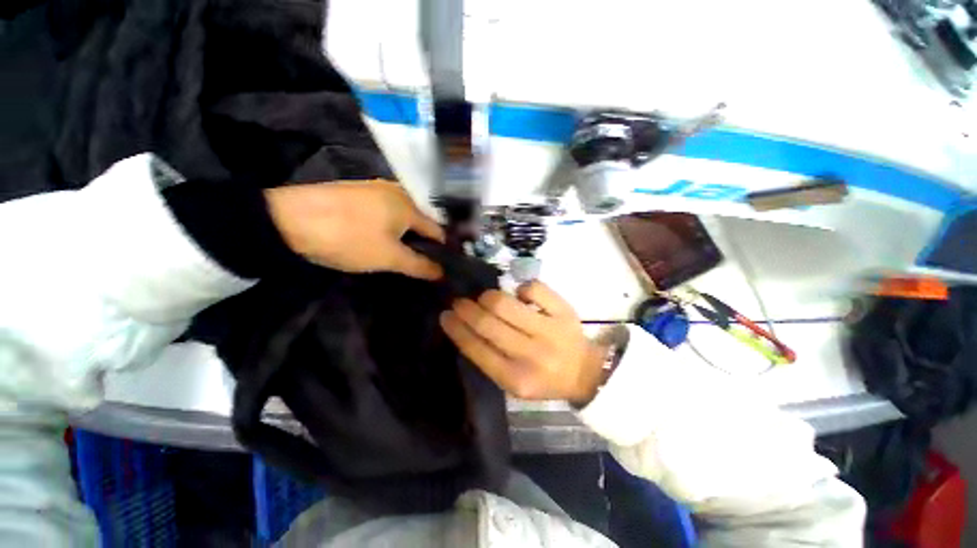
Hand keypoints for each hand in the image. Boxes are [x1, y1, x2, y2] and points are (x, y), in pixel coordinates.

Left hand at [266, 180, 444, 279]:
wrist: (288, 219)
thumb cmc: (349, 238)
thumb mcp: (388, 257)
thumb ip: (419, 265)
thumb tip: (443, 273)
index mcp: (409, 205)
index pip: (438, 231)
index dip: (442, 250)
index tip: (443, 267)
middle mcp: (397, 191)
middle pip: (420, 222)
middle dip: (422, 243)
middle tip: (420, 263)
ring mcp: (376, 189)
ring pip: (402, 217)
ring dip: (405, 235)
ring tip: (401, 254)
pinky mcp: (358, 192)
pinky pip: (384, 211)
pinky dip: (389, 226)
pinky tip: (380, 237)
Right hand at [440, 281, 607, 404]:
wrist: (584, 372)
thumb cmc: (543, 378)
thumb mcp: (512, 381)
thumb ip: (489, 358)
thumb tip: (465, 326)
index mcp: (516, 379)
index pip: (477, 349)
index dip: (457, 329)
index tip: (445, 315)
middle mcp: (532, 355)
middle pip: (488, 323)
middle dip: (466, 309)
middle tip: (459, 301)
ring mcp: (550, 331)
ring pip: (506, 303)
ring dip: (489, 297)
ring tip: (486, 298)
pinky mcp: (564, 312)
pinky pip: (533, 288)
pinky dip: (522, 288)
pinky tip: (520, 295)